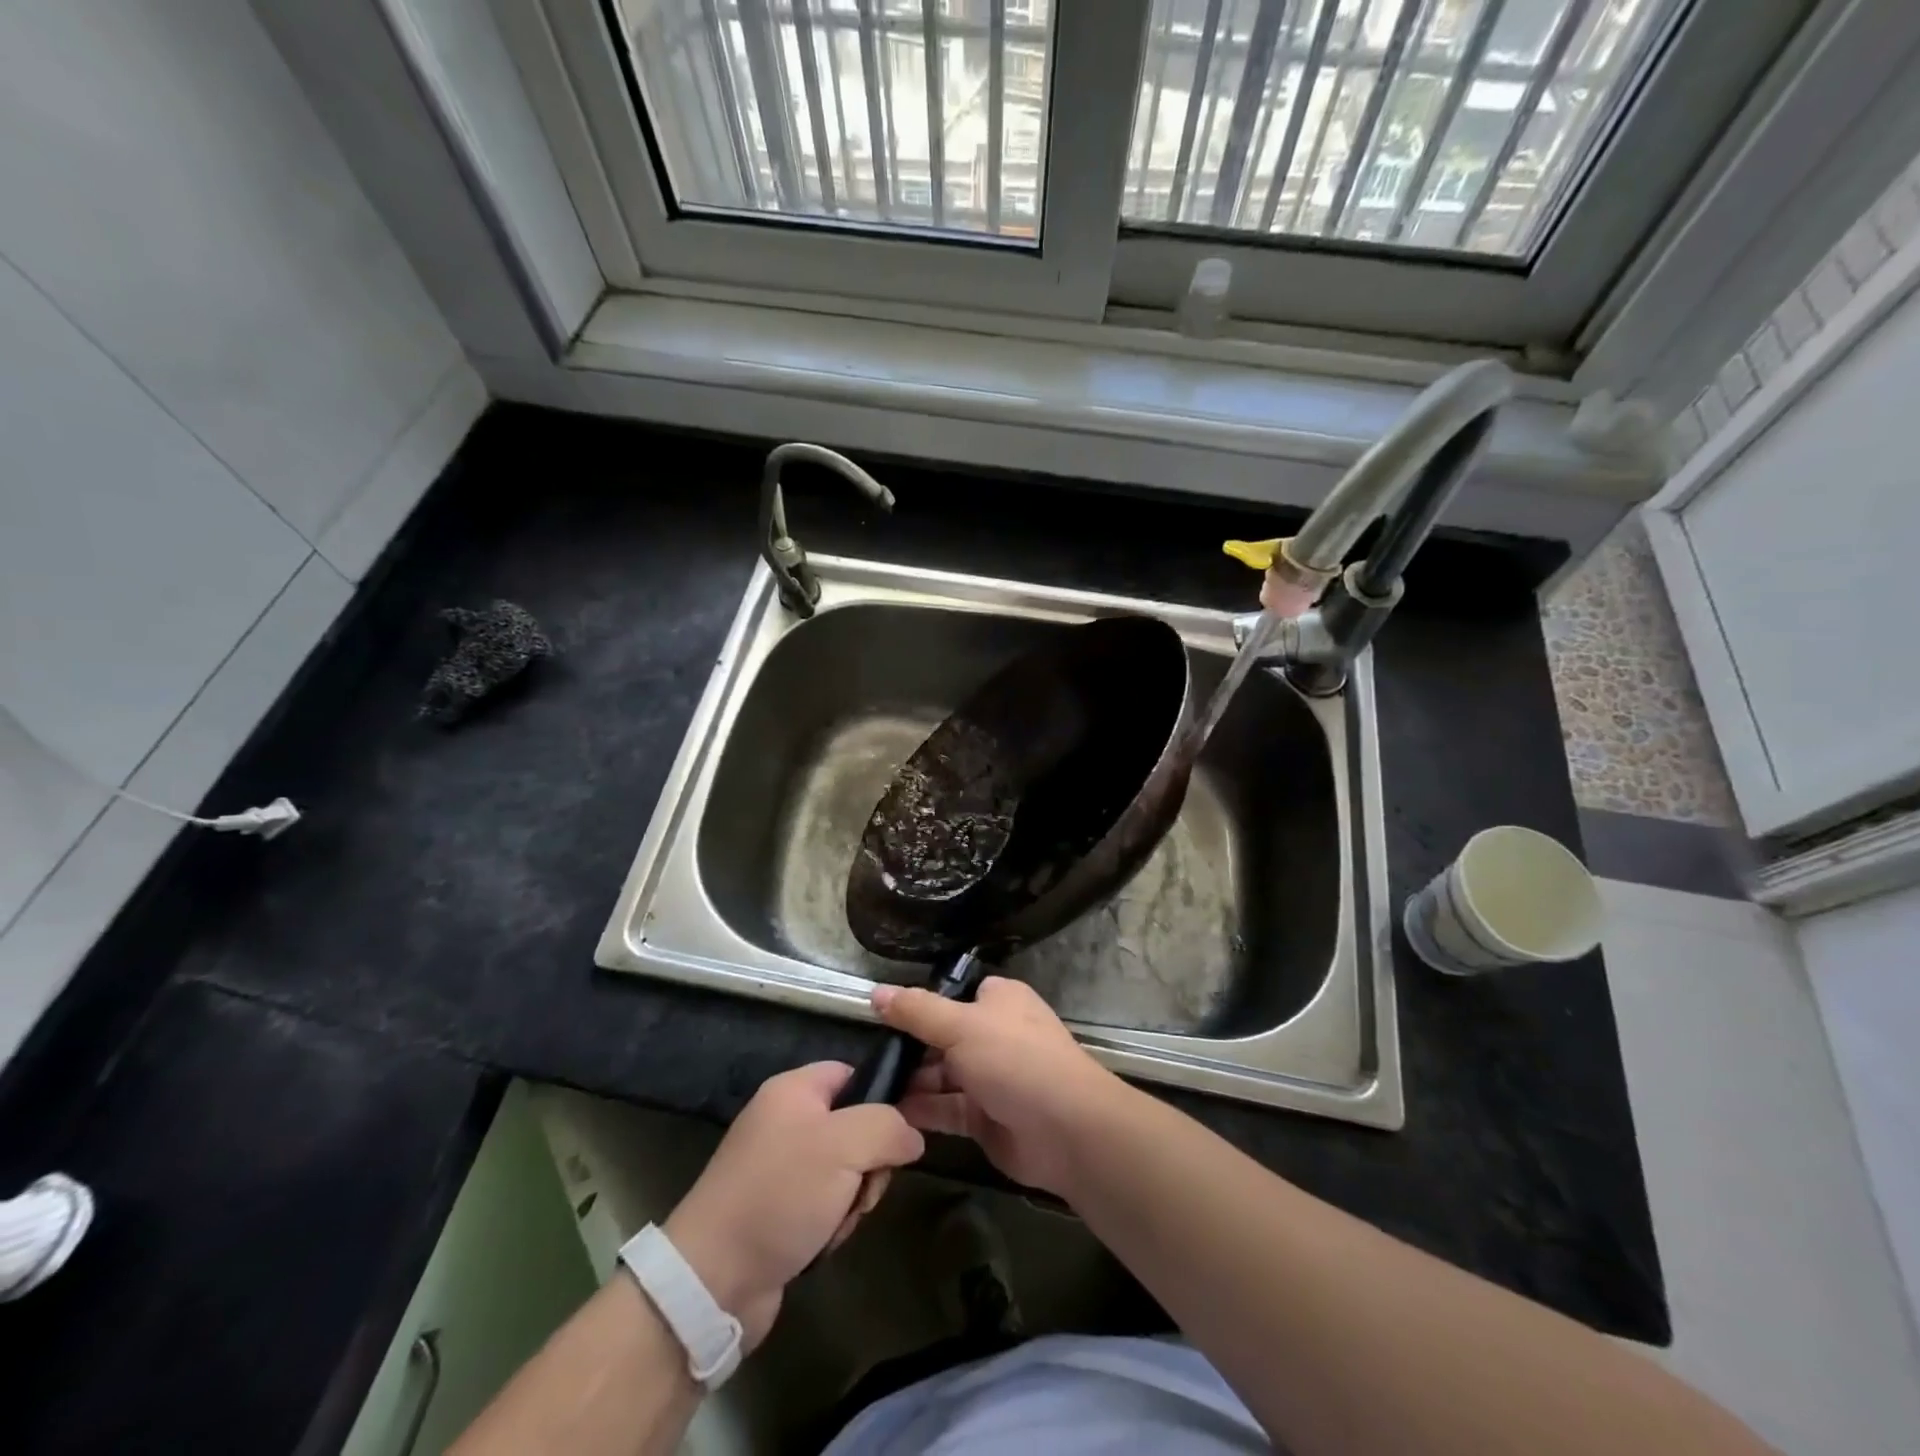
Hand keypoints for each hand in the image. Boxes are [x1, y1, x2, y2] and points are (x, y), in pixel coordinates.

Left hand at [663, 1062, 922, 1350]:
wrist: (713, 1279)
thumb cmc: (781, 1194)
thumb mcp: (845, 1145)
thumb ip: (889, 1126)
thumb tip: (912, 1137)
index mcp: (793, 1089)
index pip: (853, 1073)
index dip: (881, 1097)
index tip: (899, 1133)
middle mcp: (785, 1120)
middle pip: (855, 1125)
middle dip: (870, 1161)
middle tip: (862, 1187)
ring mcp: (780, 1167)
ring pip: (845, 1169)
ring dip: (854, 1198)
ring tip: (838, 1221)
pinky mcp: (777, 1209)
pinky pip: (825, 1202)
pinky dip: (833, 1222)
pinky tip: (823, 1241)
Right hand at [874, 976, 1122, 1196]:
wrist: (1066, 1129)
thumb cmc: (1014, 1059)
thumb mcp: (960, 1025)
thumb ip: (916, 1011)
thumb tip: (876, 993)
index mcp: (999, 1000)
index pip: (954, 995)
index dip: (920, 1005)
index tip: (881, 1016)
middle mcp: (995, 1034)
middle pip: (943, 1036)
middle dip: (909, 1048)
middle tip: (865, 1057)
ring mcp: (991, 1078)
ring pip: (942, 1075)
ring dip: (911, 1081)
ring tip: (868, 1088)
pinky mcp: (985, 1118)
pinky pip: (946, 1109)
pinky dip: (921, 1111)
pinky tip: (887, 1113)